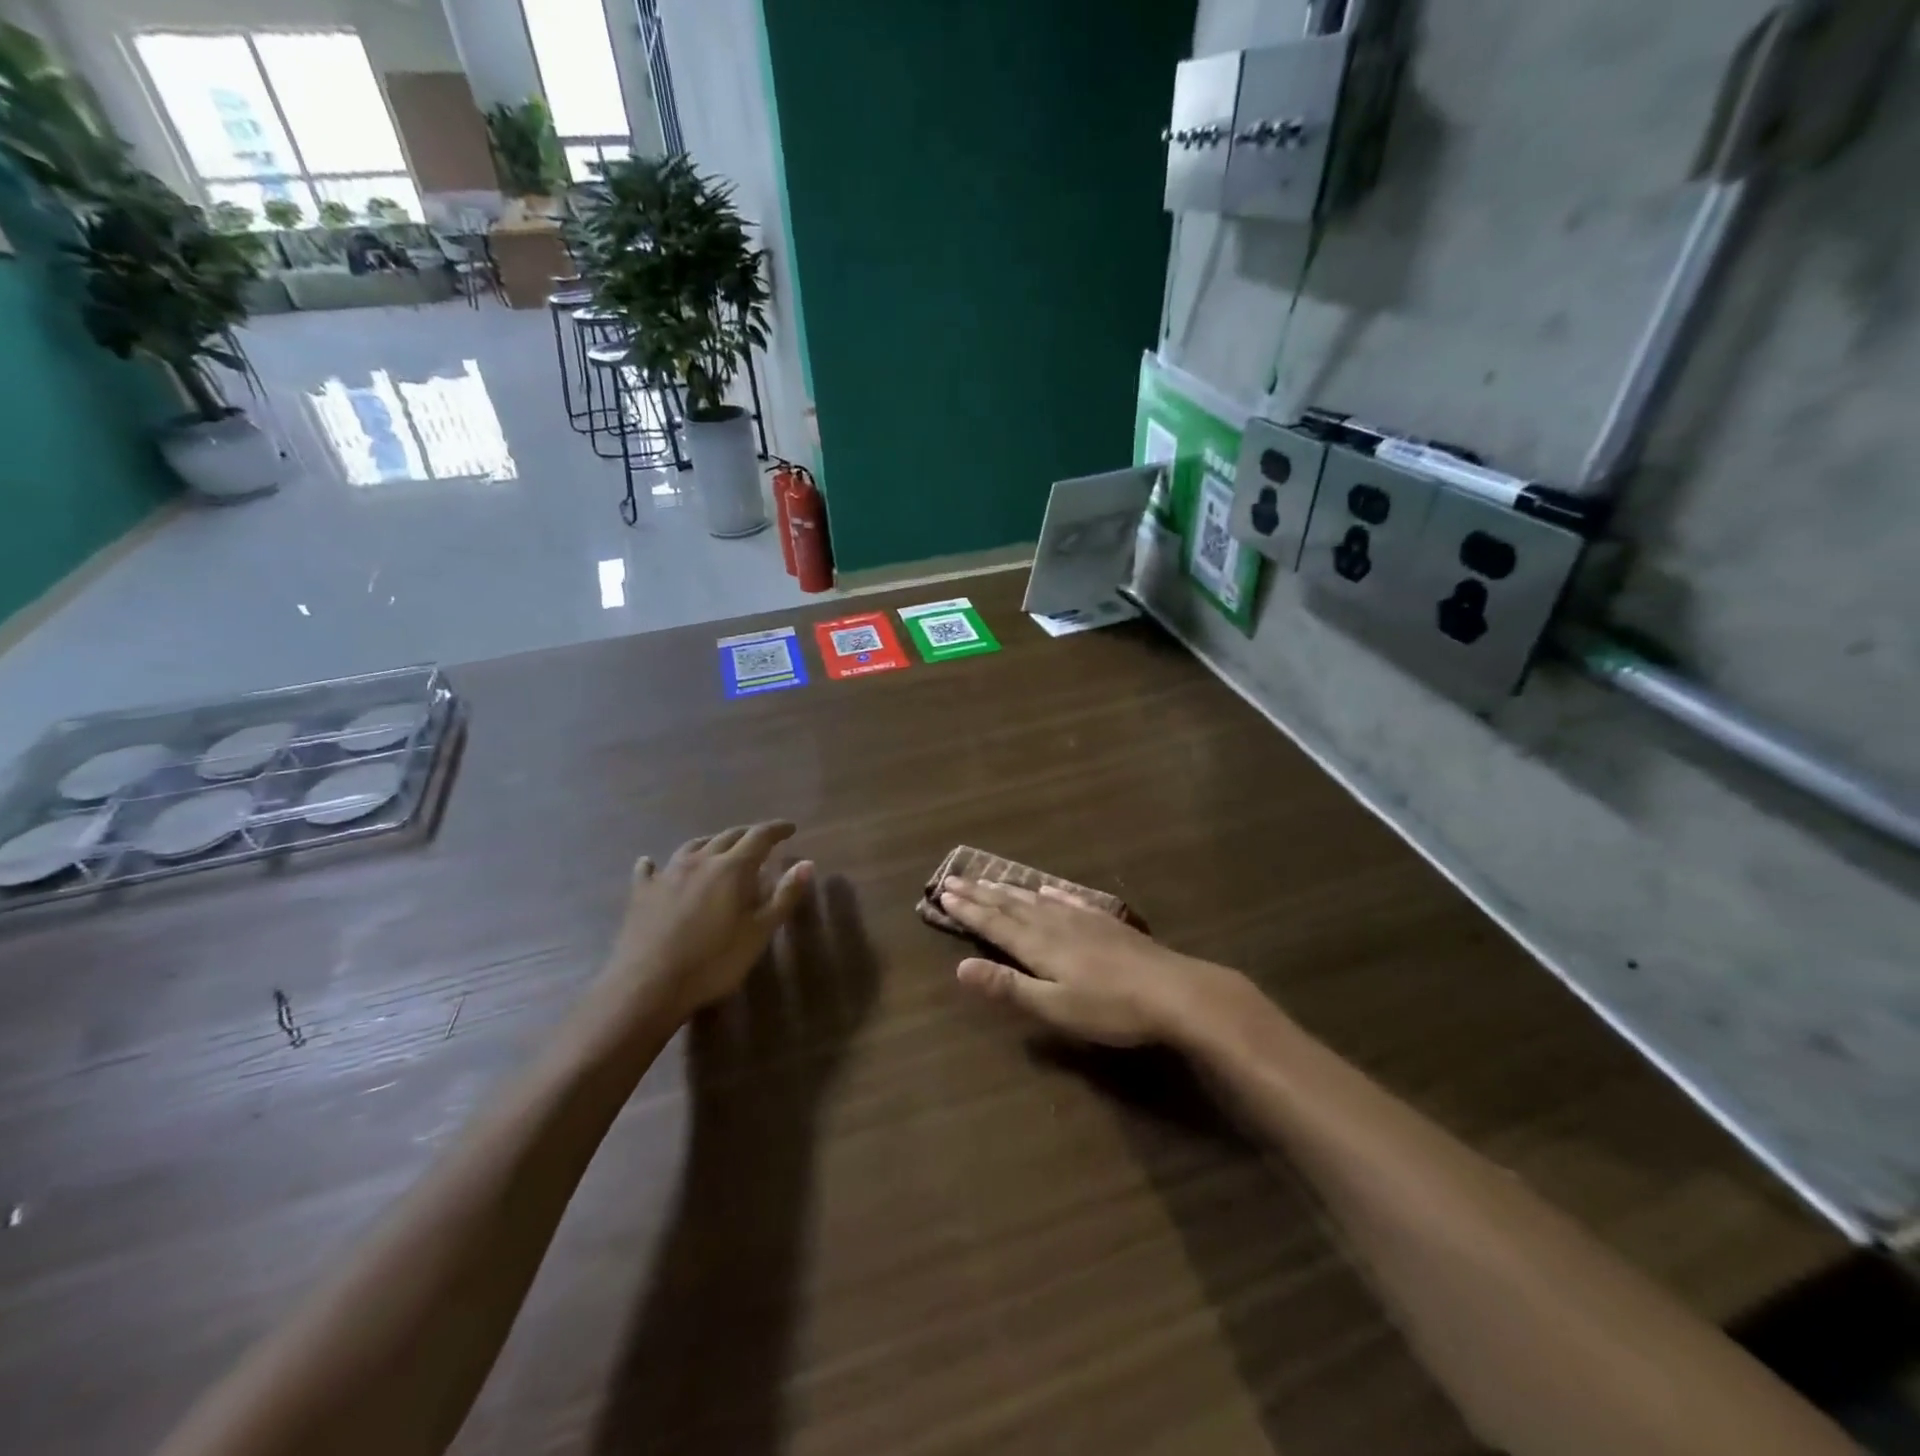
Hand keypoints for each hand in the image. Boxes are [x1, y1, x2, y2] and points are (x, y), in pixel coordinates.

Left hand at [599, 823, 812, 1028]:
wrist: (648, 986)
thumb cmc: (714, 961)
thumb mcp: (759, 932)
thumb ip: (784, 896)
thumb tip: (807, 863)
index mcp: (732, 868)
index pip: (760, 837)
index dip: (777, 830)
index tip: (790, 828)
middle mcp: (700, 861)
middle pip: (728, 836)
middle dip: (748, 834)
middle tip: (761, 840)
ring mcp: (667, 874)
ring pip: (693, 846)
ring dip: (711, 843)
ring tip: (719, 847)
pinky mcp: (642, 893)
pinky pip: (650, 869)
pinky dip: (656, 863)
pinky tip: (651, 864)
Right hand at [938, 878, 1241, 1046]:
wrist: (1174, 991)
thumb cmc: (1110, 1008)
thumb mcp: (1054, 1006)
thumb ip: (1008, 986)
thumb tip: (959, 968)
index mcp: (1039, 945)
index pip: (995, 923)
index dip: (968, 910)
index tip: (944, 893)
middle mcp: (1055, 924)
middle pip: (1011, 905)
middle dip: (981, 894)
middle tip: (954, 878)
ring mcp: (1084, 919)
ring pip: (1037, 899)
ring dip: (1010, 890)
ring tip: (990, 880)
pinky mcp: (1106, 923)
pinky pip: (1070, 900)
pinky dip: (1052, 893)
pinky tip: (1048, 889)